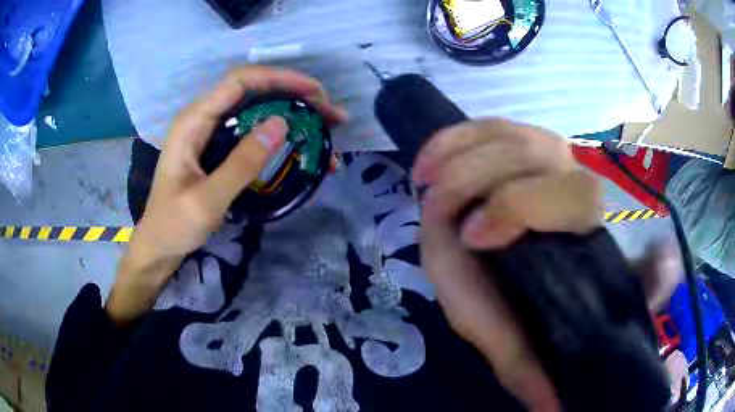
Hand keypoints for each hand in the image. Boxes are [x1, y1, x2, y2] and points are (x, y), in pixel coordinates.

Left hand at [106, 66, 347, 325]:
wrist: (159, 244)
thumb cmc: (174, 224)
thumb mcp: (206, 201)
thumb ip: (241, 164)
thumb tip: (281, 124)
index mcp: (193, 121)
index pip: (240, 81)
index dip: (280, 78)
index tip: (315, 92)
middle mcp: (204, 117)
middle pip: (254, 90)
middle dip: (295, 96)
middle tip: (331, 115)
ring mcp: (212, 131)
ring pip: (258, 108)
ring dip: (293, 114)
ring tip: (326, 131)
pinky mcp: (220, 146)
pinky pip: (254, 130)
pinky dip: (281, 135)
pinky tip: (302, 149)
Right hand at [414, 119, 601, 411]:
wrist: (562, 265)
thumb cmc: (550, 304)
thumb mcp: (536, 342)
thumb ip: (534, 369)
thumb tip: (544, 408)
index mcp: (592, 228)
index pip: (570, 196)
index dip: (520, 207)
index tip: (473, 238)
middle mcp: (577, 179)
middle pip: (529, 152)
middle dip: (474, 175)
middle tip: (433, 202)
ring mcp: (553, 154)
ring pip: (508, 132)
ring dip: (460, 151)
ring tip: (424, 176)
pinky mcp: (527, 145)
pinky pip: (491, 126)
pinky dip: (458, 136)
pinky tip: (431, 157)